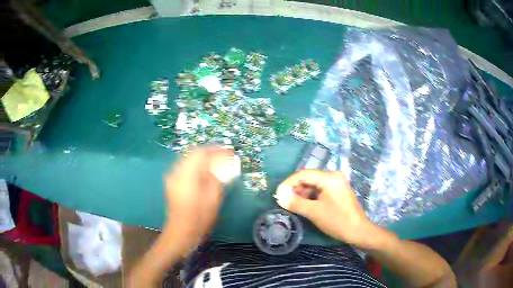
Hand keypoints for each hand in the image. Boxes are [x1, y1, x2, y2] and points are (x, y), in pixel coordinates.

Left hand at [163, 147, 232, 256]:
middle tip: (225, 157)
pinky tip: (206, 173)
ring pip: (189, 160)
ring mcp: (173, 177)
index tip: (229, 151)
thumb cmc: (199, 218)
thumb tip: (222, 163)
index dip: (216, 149)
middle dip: (210, 153)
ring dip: (203, 159)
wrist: (181, 232)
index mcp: (187, 174)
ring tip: (218, 164)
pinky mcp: (172, 183)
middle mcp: (177, 172)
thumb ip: (217, 176)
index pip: (201, 152)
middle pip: (193, 153)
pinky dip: (197, 167)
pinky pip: (185, 168)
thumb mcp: (213, 197)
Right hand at [274, 170, 376, 247]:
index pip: (304, 174)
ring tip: (292, 204)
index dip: (289, 183)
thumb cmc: (337, 221)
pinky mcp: (338, 192)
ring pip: (314, 185)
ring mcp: (337, 184)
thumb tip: (280, 196)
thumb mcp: (314, 212)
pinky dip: (310, 197)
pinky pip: (320, 190)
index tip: (278, 194)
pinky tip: (304, 205)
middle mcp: (333, 176)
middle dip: (295, 188)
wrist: (358, 231)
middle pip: (309, 178)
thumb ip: (295, 202)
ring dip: (302, 193)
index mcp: (329, 178)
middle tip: (284, 200)